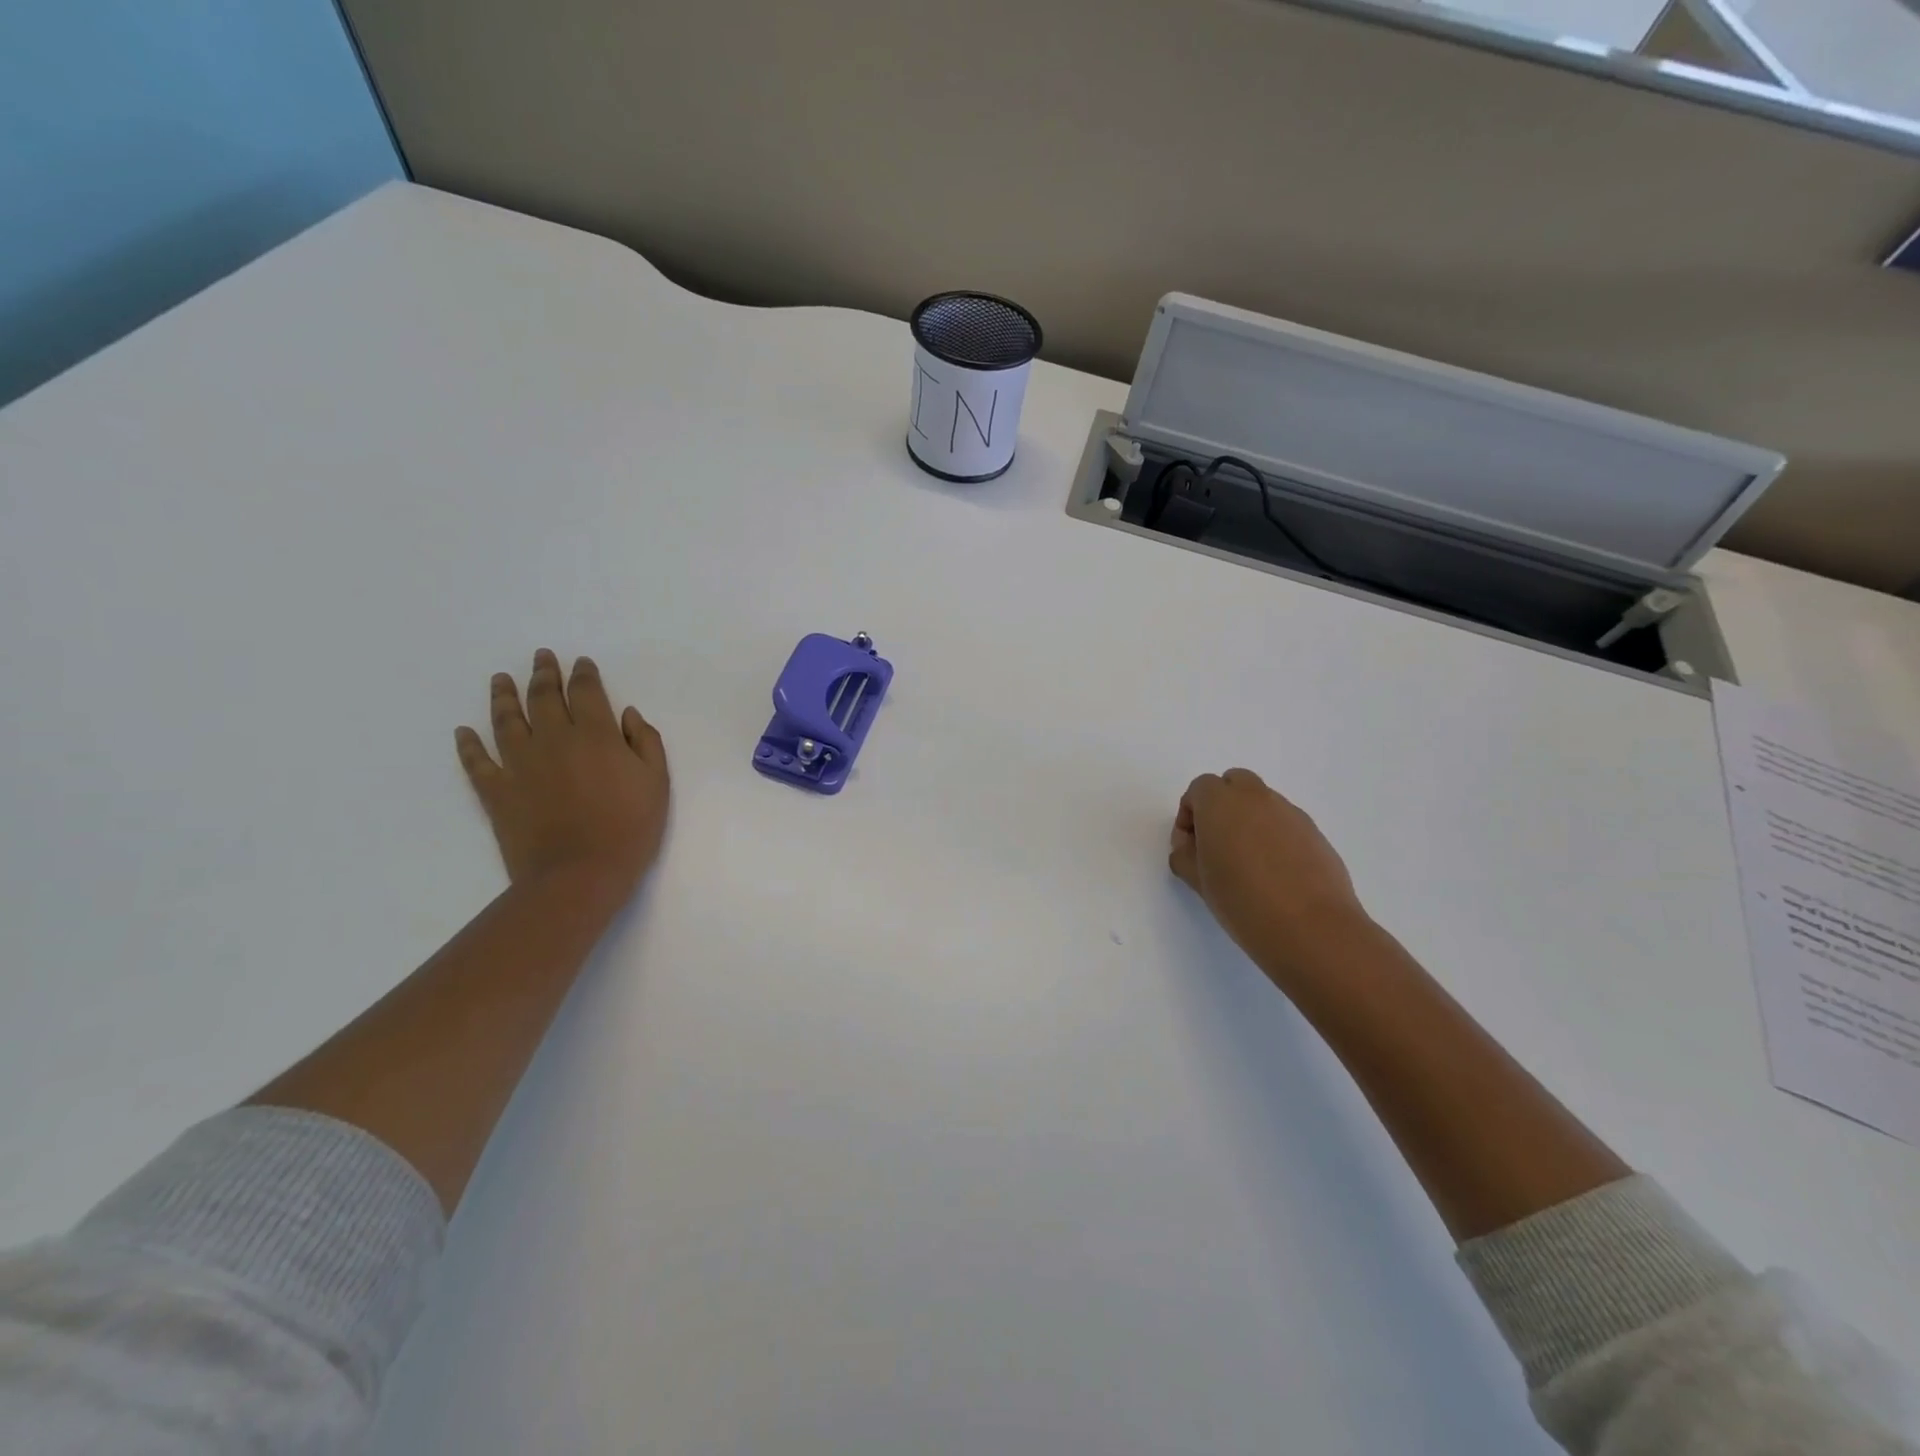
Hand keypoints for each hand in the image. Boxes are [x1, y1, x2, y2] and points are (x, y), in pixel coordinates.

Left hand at [455, 650, 669, 894]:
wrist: (579, 874)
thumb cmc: (629, 827)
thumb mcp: (657, 782)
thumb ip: (645, 742)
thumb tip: (627, 714)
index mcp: (595, 734)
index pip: (587, 692)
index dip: (584, 674)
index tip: (581, 662)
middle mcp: (553, 739)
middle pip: (544, 697)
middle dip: (544, 674)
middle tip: (541, 657)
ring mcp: (519, 764)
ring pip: (506, 720)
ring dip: (503, 696)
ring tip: (501, 679)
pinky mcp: (496, 791)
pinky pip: (476, 762)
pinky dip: (468, 745)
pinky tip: (464, 732)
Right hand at [1169, 769, 1370, 973]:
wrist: (1310, 928)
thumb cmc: (1242, 901)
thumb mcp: (1197, 880)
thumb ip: (1184, 854)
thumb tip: (1191, 845)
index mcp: (1220, 803)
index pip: (1199, 789)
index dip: (1189, 814)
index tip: (1190, 846)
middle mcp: (1256, 797)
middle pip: (1234, 783)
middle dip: (1221, 806)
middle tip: (1217, 844)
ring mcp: (1290, 813)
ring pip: (1262, 802)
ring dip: (1249, 820)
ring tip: (1248, 863)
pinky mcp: (1315, 833)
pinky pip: (1285, 823)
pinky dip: (1274, 836)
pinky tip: (1275, 874)